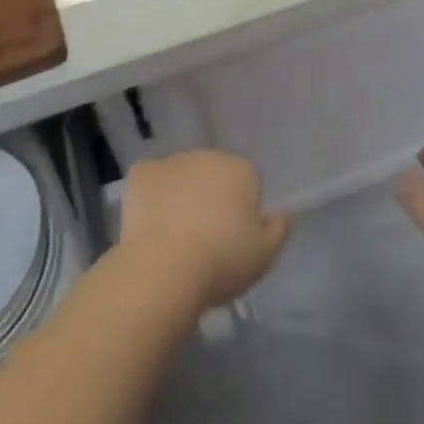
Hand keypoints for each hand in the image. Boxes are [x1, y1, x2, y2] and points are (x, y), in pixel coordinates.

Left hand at [119, 151, 290, 308]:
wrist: (165, 267)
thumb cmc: (222, 261)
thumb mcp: (264, 255)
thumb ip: (278, 230)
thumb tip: (281, 214)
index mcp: (241, 169)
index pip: (245, 184)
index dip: (239, 212)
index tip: (232, 239)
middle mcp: (208, 155)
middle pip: (212, 175)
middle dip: (209, 198)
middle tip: (202, 238)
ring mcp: (172, 161)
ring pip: (180, 176)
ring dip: (180, 195)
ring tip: (173, 236)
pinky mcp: (141, 172)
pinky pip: (150, 181)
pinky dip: (150, 196)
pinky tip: (149, 224)